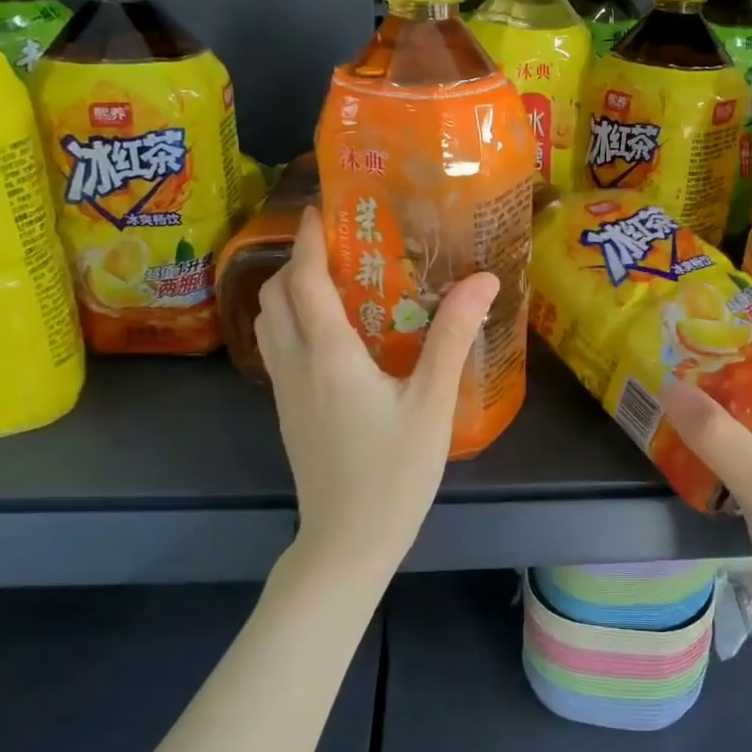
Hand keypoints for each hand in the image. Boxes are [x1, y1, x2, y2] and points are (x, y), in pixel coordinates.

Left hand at [257, 208, 498, 578]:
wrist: (347, 543)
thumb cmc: (394, 472)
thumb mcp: (432, 403)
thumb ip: (453, 337)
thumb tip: (483, 280)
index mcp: (329, 354)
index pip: (304, 280)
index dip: (307, 240)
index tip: (320, 209)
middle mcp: (297, 364)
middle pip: (274, 296)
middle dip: (295, 262)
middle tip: (336, 247)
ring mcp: (286, 392)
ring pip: (268, 324)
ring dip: (288, 293)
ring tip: (332, 283)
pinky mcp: (288, 413)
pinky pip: (277, 350)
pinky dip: (291, 323)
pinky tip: (333, 336)